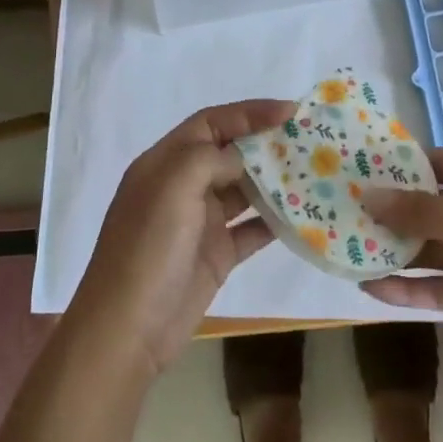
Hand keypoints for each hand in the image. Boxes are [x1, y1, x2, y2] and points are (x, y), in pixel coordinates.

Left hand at [72, 100, 289, 376]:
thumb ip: (210, 158)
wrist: (127, 331)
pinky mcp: (217, 255)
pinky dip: (276, 221)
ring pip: (244, 190)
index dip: (249, 112)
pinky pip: (252, 229)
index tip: (290, 111)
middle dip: (267, 143)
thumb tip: (242, 158)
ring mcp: (201, 222)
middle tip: (309, 139)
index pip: (211, 122)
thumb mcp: (173, 186)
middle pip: (230, 153)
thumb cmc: (147, 248)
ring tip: (315, 172)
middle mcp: (183, 186)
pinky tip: (305, 215)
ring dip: (276, 181)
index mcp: (165, 162)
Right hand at [361, 149, 442, 367]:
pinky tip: (371, 287)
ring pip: (432, 248)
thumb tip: (368, 195)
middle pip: (432, 208)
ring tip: (348, 248)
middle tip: (345, 211)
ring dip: (396, 250)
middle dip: (394, 211)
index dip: (406, 165)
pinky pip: (438, 286)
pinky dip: (409, 287)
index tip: (364, 168)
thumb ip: (420, 212)